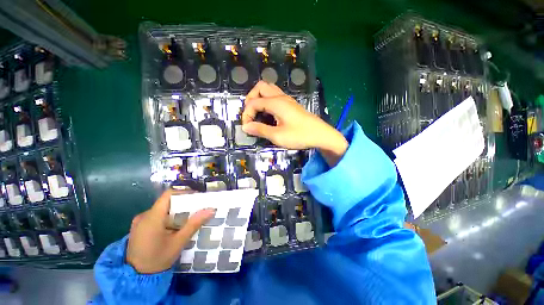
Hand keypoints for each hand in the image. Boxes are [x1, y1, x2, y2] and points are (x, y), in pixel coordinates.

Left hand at [126, 190, 214, 273]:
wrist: (136, 278)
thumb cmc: (158, 259)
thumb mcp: (179, 242)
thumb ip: (194, 224)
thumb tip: (211, 210)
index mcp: (152, 217)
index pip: (168, 195)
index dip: (183, 192)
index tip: (196, 197)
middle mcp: (143, 216)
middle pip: (166, 202)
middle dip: (183, 204)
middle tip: (196, 209)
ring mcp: (139, 222)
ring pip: (162, 209)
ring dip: (175, 211)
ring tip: (188, 218)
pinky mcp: (139, 227)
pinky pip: (155, 216)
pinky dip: (167, 217)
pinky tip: (174, 227)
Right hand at [242, 81, 347, 165]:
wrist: (321, 135)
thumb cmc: (300, 136)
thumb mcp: (278, 136)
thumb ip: (260, 130)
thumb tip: (246, 127)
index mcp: (276, 103)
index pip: (253, 102)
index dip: (246, 114)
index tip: (247, 127)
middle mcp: (281, 97)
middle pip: (260, 87)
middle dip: (251, 99)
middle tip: (250, 114)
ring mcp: (287, 100)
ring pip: (268, 90)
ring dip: (259, 98)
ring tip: (257, 113)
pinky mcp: (291, 105)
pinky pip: (275, 97)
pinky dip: (267, 102)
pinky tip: (268, 115)